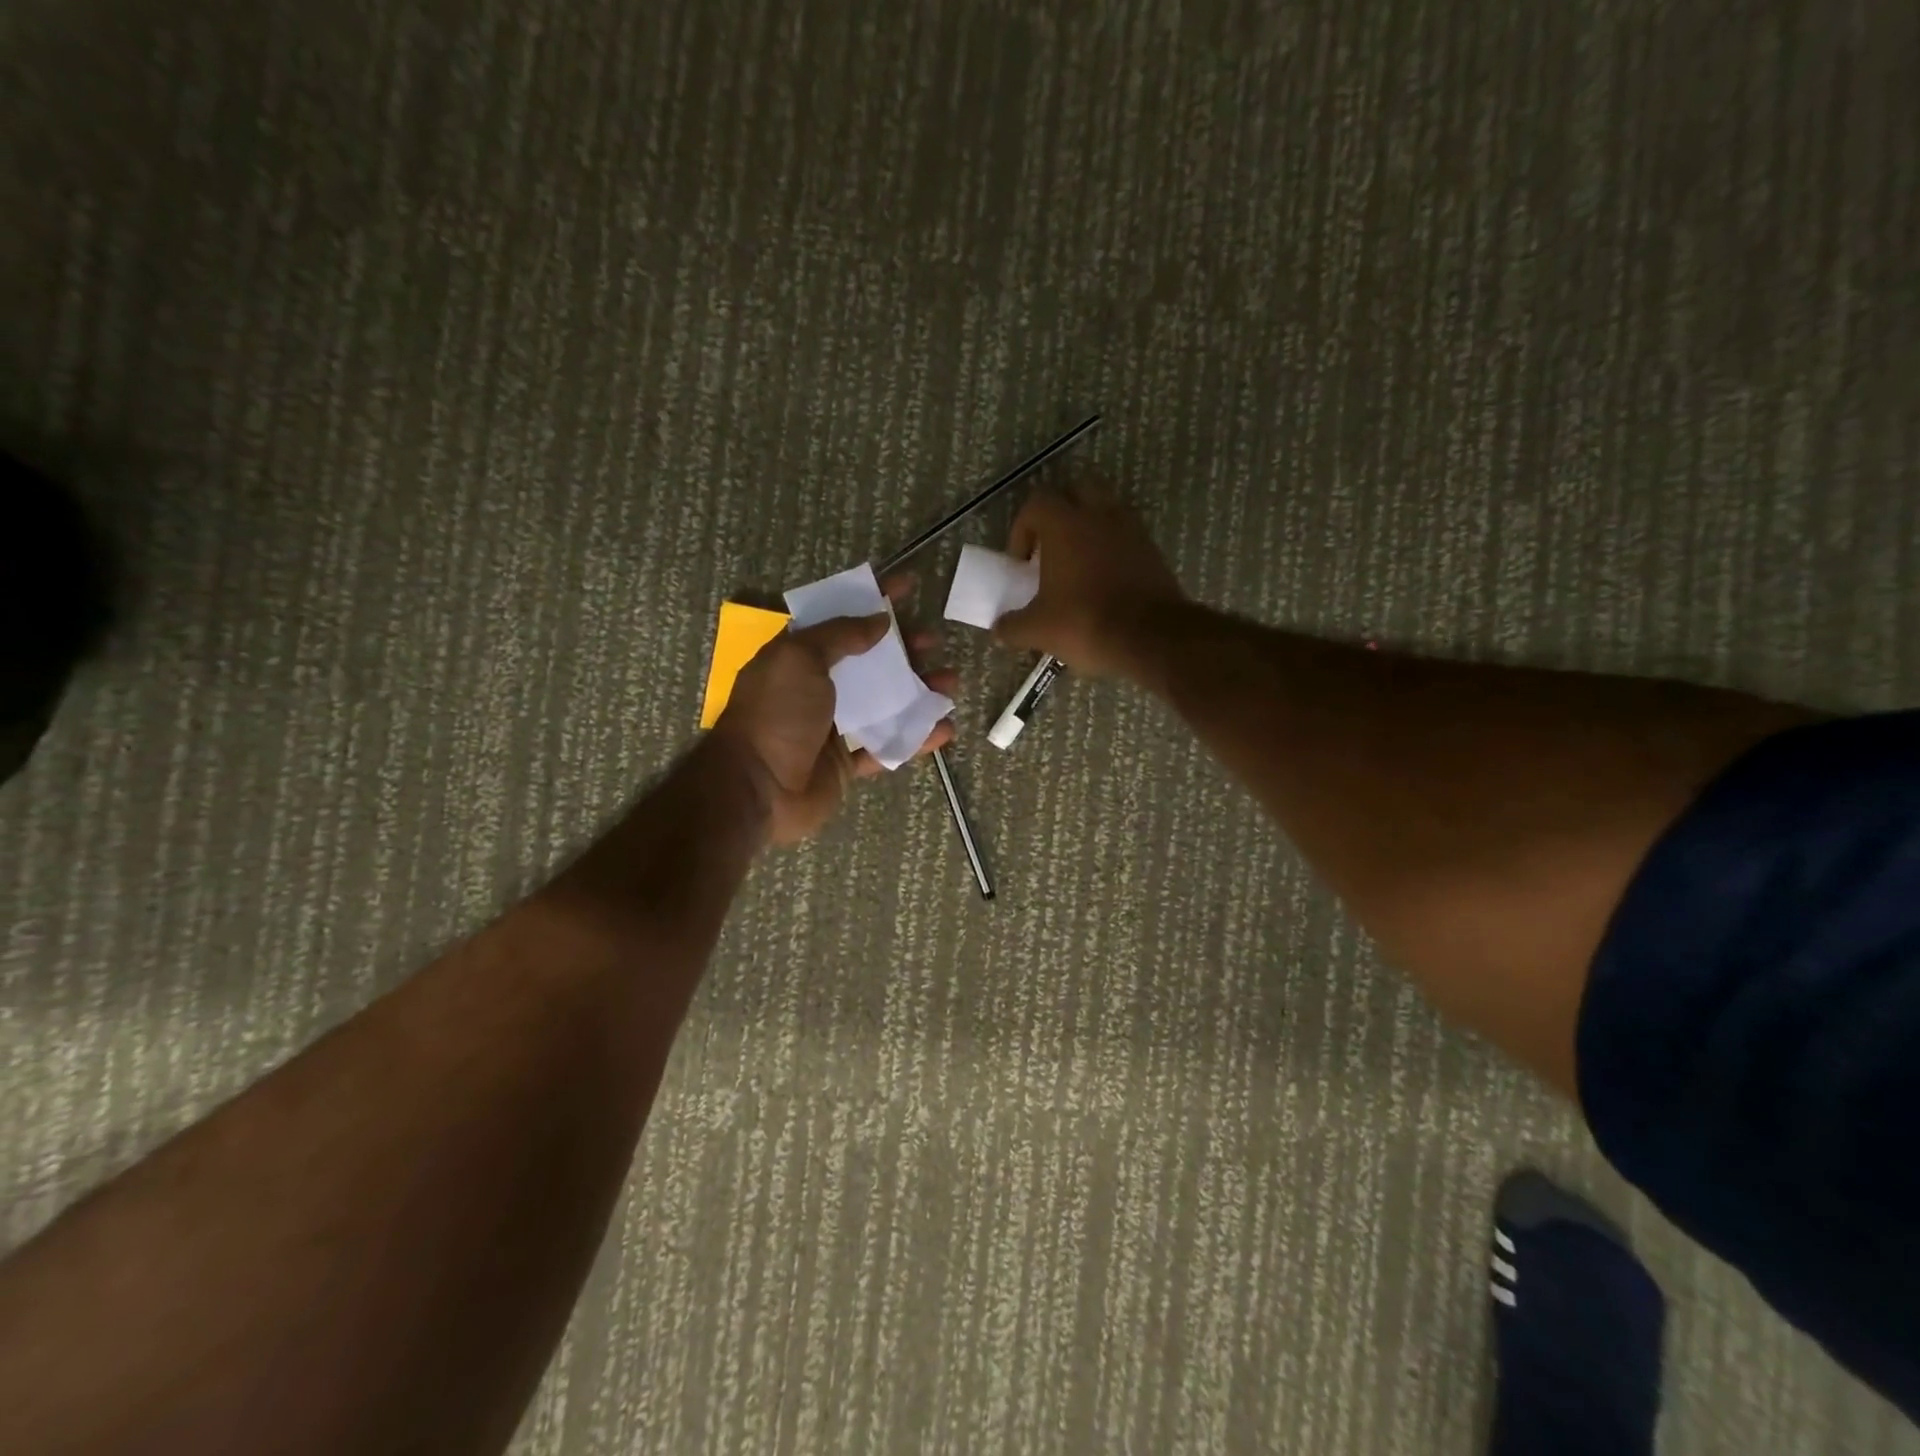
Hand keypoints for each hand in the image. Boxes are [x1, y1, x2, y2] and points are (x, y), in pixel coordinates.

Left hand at [713, 577, 956, 846]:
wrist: (757, 787)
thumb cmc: (776, 713)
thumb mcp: (799, 658)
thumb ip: (841, 636)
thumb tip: (879, 621)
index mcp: (800, 658)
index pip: (842, 620)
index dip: (873, 600)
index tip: (908, 586)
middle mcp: (818, 689)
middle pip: (870, 663)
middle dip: (905, 650)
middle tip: (934, 642)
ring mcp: (833, 728)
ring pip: (885, 704)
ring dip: (919, 692)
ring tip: (950, 685)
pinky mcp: (846, 764)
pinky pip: (887, 746)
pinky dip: (916, 738)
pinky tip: (944, 729)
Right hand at [995, 474, 1184, 677]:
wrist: (1151, 638)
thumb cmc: (1085, 623)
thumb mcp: (1038, 630)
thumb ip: (1013, 626)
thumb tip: (999, 629)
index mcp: (1064, 525)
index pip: (1036, 504)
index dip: (1022, 530)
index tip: (1021, 564)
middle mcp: (1099, 515)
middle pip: (1075, 493)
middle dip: (1059, 516)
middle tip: (1050, 551)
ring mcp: (1131, 529)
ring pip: (1105, 511)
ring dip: (1089, 530)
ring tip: (1079, 566)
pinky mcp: (1152, 550)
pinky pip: (1126, 536)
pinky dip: (1112, 549)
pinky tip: (1105, 582)